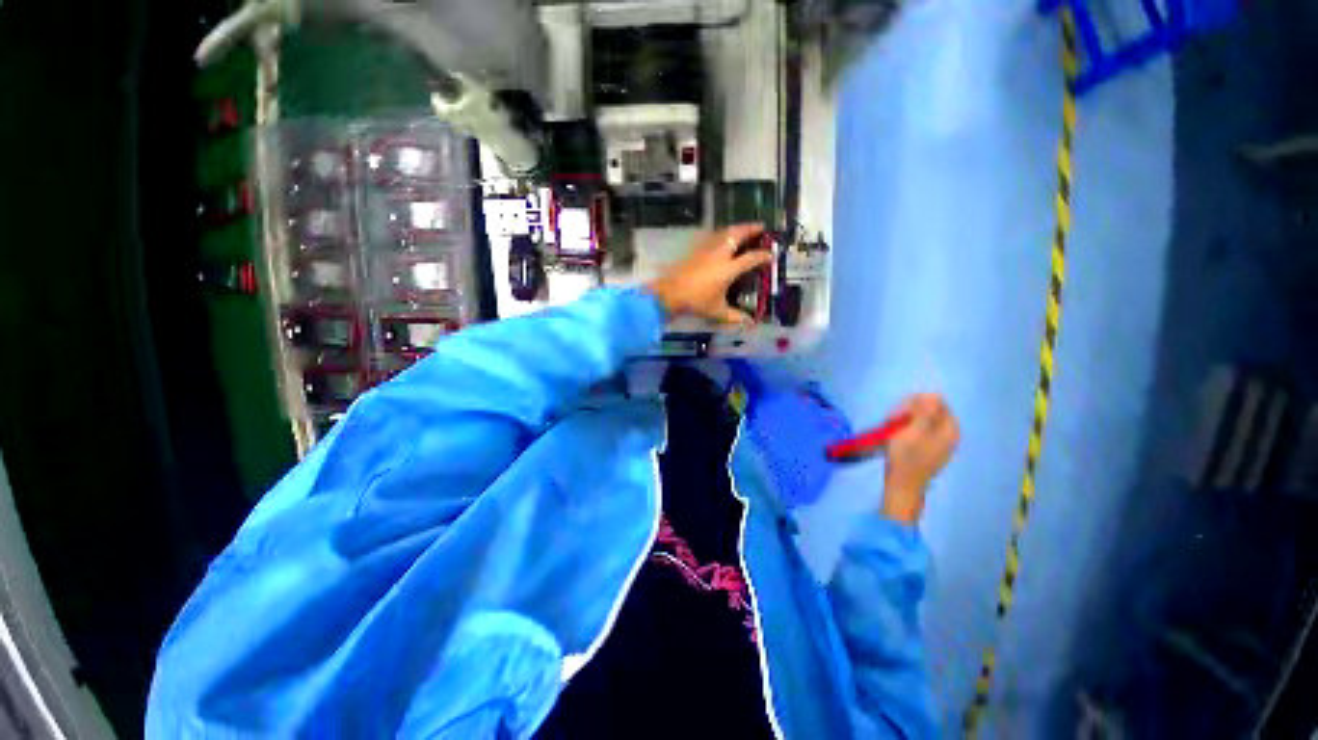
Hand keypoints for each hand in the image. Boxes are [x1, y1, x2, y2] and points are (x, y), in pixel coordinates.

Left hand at [644, 224, 773, 325]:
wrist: (670, 293)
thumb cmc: (696, 302)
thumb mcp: (717, 311)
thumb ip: (734, 316)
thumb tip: (749, 323)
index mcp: (728, 269)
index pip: (750, 258)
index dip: (762, 256)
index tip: (770, 254)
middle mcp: (719, 255)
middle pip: (737, 235)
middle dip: (750, 229)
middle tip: (760, 226)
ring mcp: (706, 250)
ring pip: (723, 233)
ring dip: (735, 229)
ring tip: (742, 229)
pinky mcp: (695, 251)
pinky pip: (712, 237)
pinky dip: (721, 234)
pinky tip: (720, 238)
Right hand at [881, 394, 958, 524]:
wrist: (902, 485)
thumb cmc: (906, 457)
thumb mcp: (913, 431)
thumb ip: (926, 412)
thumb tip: (936, 394)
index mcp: (949, 429)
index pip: (937, 402)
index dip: (916, 402)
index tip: (898, 411)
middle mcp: (949, 435)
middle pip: (931, 411)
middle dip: (910, 411)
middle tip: (892, 419)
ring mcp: (939, 444)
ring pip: (923, 421)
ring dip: (906, 419)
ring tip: (891, 428)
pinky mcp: (929, 450)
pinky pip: (920, 431)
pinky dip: (908, 429)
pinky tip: (896, 436)